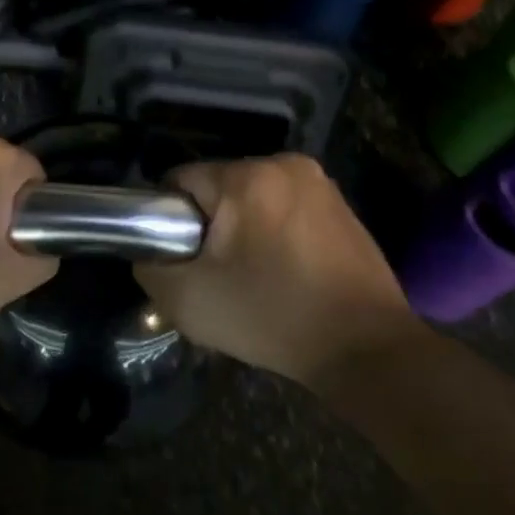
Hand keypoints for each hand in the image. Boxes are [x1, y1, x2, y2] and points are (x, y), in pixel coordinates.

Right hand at [135, 155, 423, 384]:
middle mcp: (284, 164)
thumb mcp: (188, 301)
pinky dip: (276, 232)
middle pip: (218, 187)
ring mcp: (319, 183)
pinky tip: (285, 272)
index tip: (183, 259)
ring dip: (244, 228)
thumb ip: (149, 267)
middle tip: (217, 274)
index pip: (181, 181)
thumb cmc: (272, 317)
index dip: (170, 221)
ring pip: (253, 197)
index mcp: (246, 177)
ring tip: (252, 277)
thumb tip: (148, 252)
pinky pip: (285, 208)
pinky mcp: (342, 205)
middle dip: (210, 224)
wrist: (367, 350)